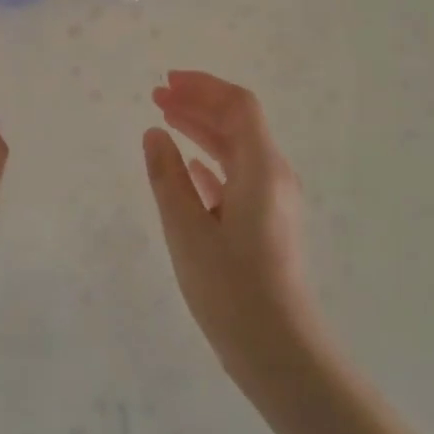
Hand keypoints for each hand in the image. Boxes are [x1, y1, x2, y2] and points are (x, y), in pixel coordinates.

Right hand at [144, 71, 322, 382]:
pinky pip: (239, 176)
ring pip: (238, 150)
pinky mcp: (267, 224)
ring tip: (165, 121)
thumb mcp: (187, 229)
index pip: (238, 106)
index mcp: (262, 169)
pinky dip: (212, 162)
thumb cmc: (231, 288)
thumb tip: (154, 134)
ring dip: (203, 130)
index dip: (203, 87)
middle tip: (157, 96)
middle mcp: (274, 176)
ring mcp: (273, 201)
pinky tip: (190, 168)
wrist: (279, 352)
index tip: (166, 82)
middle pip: (239, 123)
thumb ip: (167, 177)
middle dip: (198, 104)